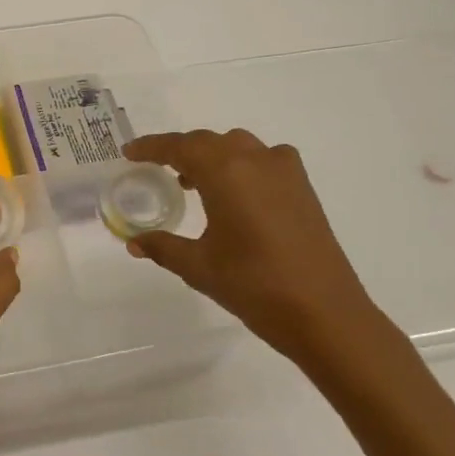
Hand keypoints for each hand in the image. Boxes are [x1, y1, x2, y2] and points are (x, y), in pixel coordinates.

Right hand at [124, 130, 411, 385]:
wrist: (325, 313)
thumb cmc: (254, 285)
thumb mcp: (198, 266)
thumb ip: (163, 247)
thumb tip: (134, 242)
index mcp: (226, 172)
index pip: (180, 146)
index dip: (151, 147)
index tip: (129, 152)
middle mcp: (255, 160)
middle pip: (208, 142)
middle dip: (180, 151)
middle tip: (155, 167)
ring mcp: (284, 171)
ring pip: (238, 147)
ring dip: (211, 156)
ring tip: (191, 182)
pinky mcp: (303, 188)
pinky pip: (264, 160)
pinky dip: (241, 165)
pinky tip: (235, 193)